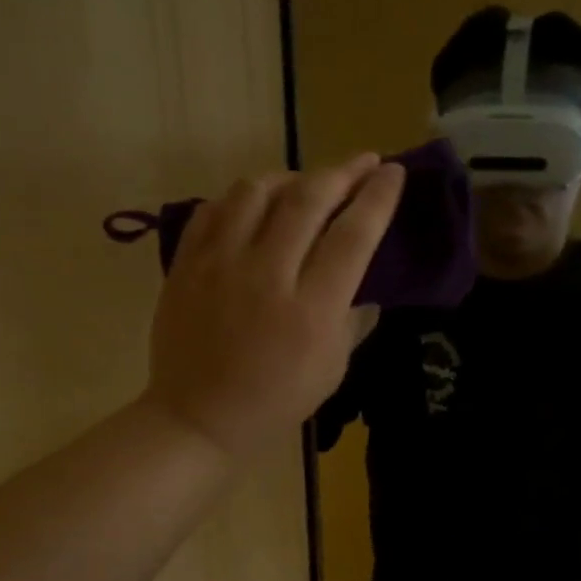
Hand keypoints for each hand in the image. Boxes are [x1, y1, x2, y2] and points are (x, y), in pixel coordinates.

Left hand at [143, 153, 403, 456]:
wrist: (199, 418)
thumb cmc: (276, 401)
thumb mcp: (332, 369)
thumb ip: (353, 319)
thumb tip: (365, 283)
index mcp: (311, 309)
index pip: (353, 236)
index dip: (377, 198)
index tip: (393, 173)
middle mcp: (266, 275)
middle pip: (308, 200)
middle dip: (343, 172)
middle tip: (364, 161)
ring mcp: (219, 265)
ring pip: (256, 191)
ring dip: (290, 177)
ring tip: (306, 184)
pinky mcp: (186, 264)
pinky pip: (214, 209)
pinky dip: (242, 199)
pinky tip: (256, 206)